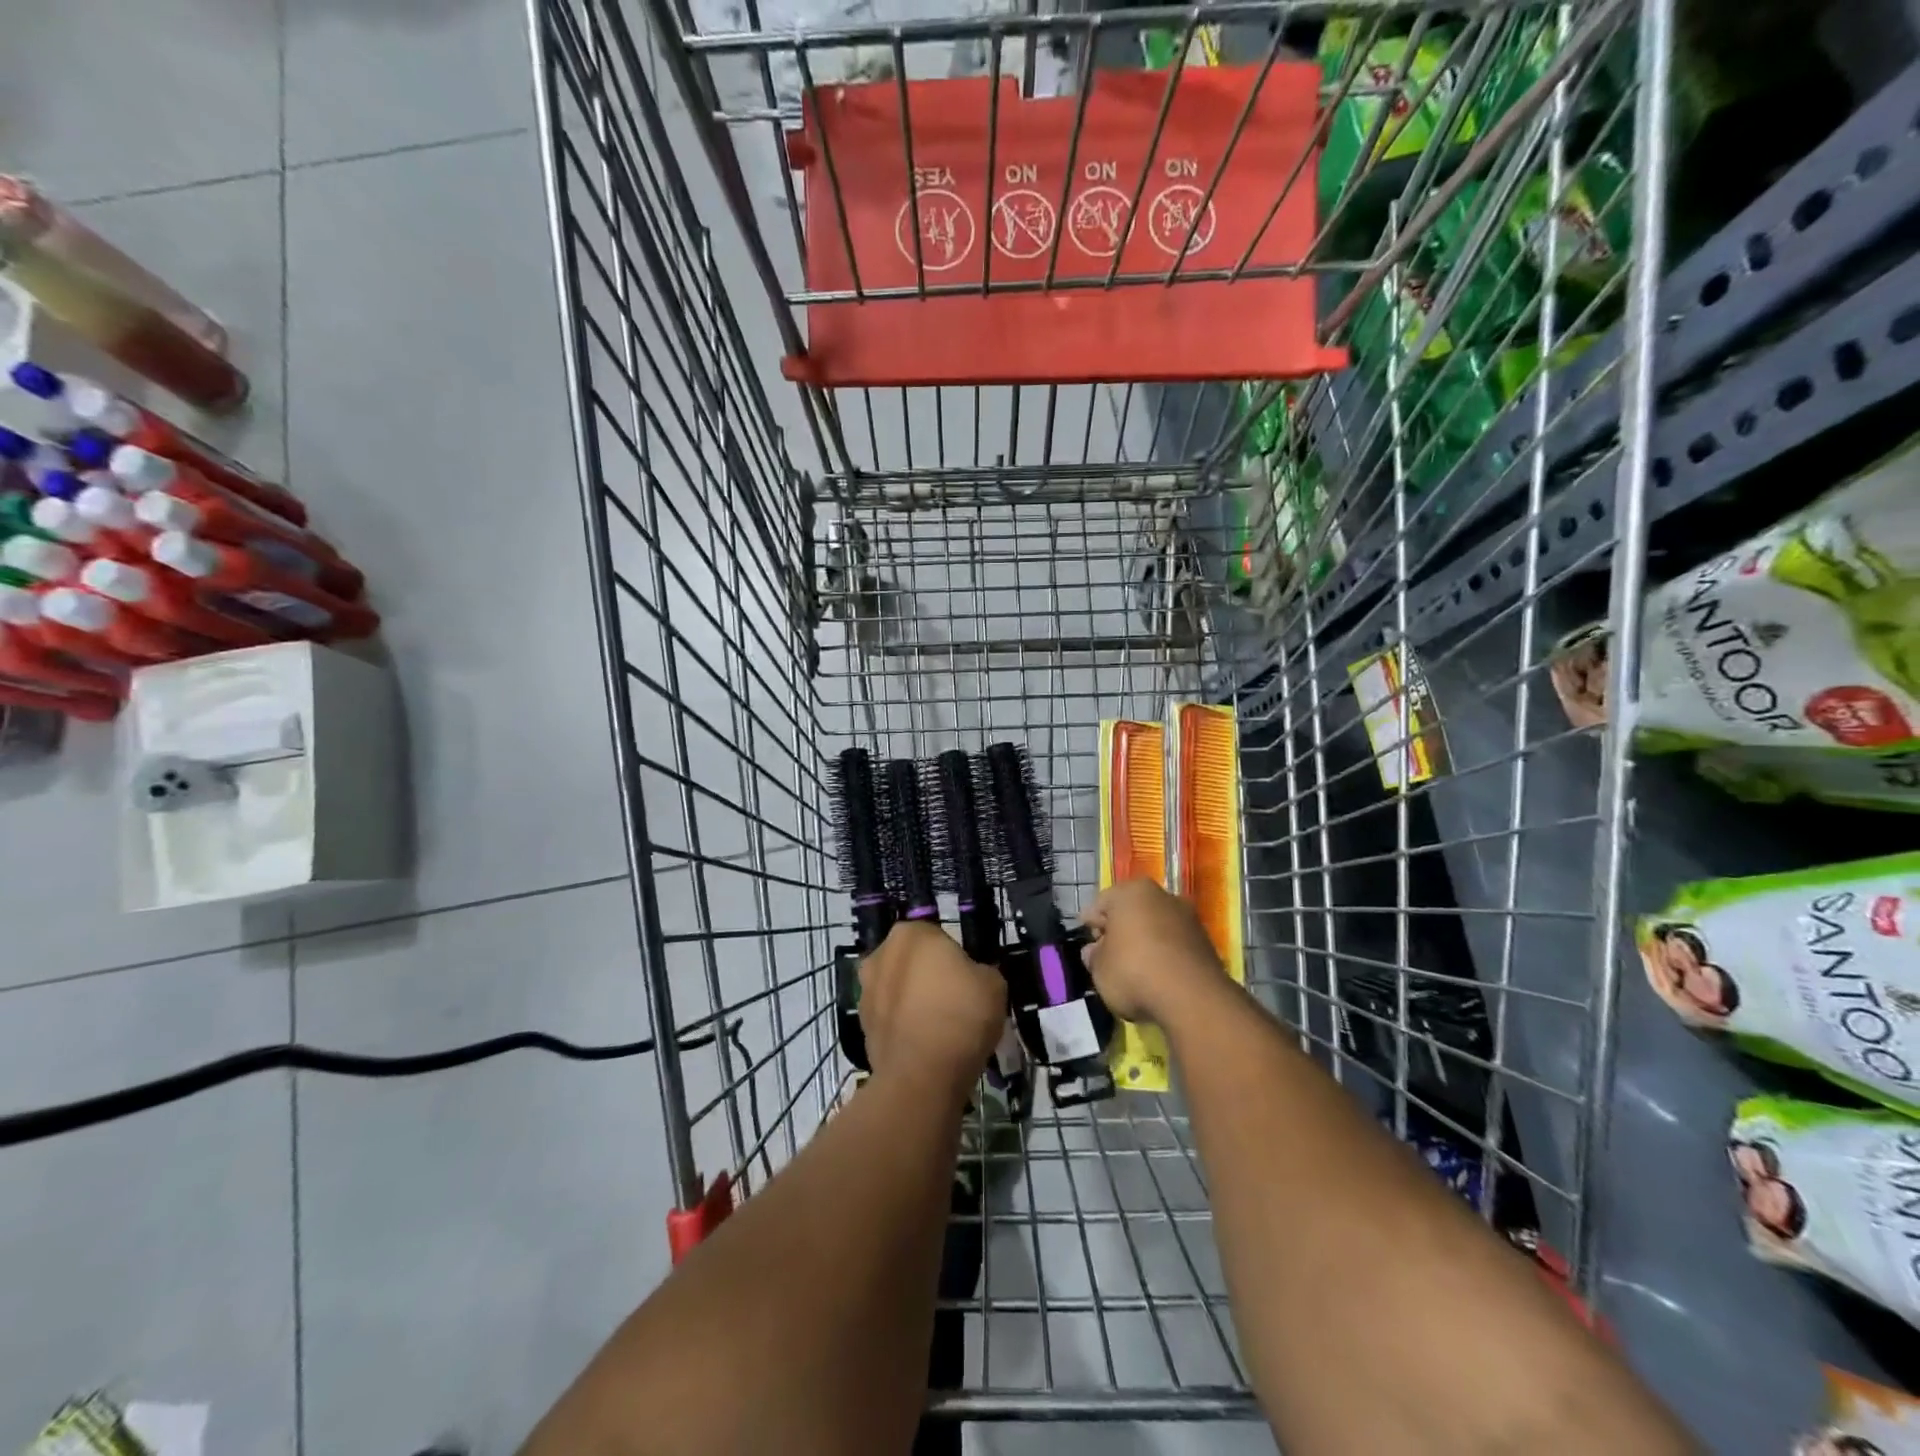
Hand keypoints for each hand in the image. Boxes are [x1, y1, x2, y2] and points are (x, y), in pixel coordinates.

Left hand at [858, 921, 1006, 1094]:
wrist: (922, 1075)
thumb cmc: (961, 1014)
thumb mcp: (994, 983)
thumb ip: (980, 972)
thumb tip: (972, 979)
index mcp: (911, 933)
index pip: (936, 936)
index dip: (954, 958)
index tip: (968, 980)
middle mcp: (881, 955)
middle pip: (911, 961)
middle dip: (928, 976)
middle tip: (954, 1001)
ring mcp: (866, 991)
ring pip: (897, 989)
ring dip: (912, 1001)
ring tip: (940, 1028)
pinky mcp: (861, 1026)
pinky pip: (890, 1018)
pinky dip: (903, 1026)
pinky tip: (924, 1046)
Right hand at [1083, 878, 1226, 1025]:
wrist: (1193, 998)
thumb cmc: (1134, 972)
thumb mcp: (1099, 969)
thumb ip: (1093, 956)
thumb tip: (1095, 952)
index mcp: (1131, 891)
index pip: (1100, 905)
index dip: (1090, 927)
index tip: (1088, 948)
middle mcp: (1162, 895)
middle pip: (1130, 913)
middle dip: (1119, 932)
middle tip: (1108, 958)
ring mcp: (1188, 917)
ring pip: (1155, 927)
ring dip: (1143, 944)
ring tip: (1134, 972)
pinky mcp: (1206, 942)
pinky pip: (1174, 945)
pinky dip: (1164, 956)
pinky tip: (1157, 978)